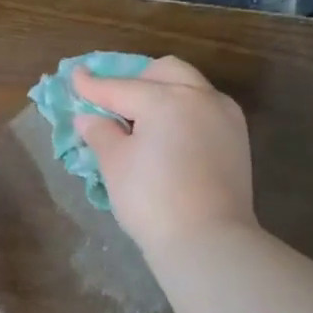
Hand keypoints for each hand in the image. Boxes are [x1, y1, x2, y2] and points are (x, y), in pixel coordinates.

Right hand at [72, 56, 256, 254]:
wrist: (207, 240)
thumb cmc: (151, 200)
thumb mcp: (115, 165)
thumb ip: (100, 134)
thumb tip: (89, 118)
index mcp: (166, 99)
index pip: (120, 88)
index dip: (92, 85)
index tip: (74, 76)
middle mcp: (200, 97)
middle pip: (164, 72)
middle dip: (136, 79)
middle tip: (114, 100)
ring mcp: (224, 116)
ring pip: (190, 87)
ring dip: (163, 92)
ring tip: (142, 118)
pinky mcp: (237, 139)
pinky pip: (205, 109)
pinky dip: (183, 111)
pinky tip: (169, 134)